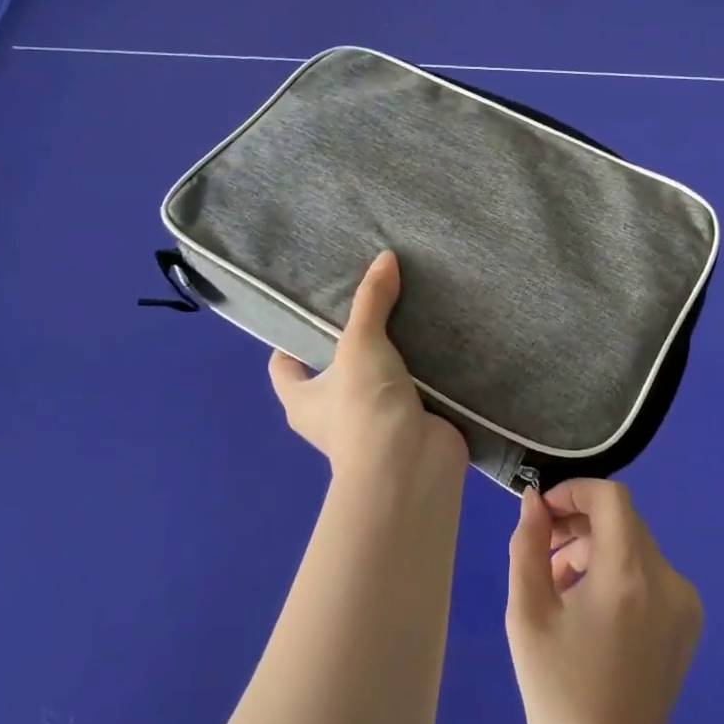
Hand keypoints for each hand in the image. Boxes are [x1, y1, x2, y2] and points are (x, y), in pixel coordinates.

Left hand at [269, 251, 466, 478]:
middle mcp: (332, 414)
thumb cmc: (365, 407)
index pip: (284, 365)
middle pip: (335, 369)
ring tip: (410, 313)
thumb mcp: (361, 344)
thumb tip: (385, 257)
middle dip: (352, 341)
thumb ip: (371, 300)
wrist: (411, 466)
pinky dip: (425, 373)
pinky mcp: (410, 425)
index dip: (290, 340)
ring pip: (378, 380)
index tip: (313, 309)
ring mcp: (374, 422)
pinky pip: (414, 391)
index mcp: (303, 399)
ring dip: (393, 357)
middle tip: (372, 300)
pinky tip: (439, 342)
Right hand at [505, 480, 702, 723]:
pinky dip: (618, 574)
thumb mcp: (528, 615)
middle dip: (578, 527)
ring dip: (595, 552)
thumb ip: (528, 546)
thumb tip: (533, 502)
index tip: (543, 515)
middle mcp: (668, 579)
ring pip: (633, 546)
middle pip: (621, 521)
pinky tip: (591, 610)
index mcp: (629, 575)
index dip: (573, 492)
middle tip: (543, 557)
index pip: (610, 497)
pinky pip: (648, 573)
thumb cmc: (558, 693)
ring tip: (560, 589)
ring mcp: (685, 600)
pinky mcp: (689, 619)